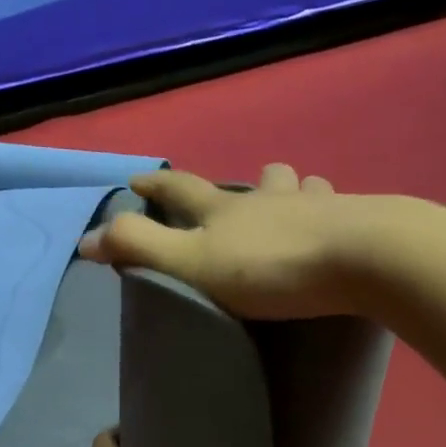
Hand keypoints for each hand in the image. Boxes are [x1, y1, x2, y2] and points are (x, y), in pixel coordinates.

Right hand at [78, 162, 365, 319]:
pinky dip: (330, 211)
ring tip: (290, 202)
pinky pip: (338, 207)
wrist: (360, 259)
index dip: (155, 182)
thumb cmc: (270, 267)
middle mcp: (269, 197)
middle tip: (236, 194)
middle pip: (251, 179)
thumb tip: (85, 239)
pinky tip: (336, 225)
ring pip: (298, 184)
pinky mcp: (354, 221)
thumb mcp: (192, 263)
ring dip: (288, 188)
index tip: (136, 180)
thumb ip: (140, 249)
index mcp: (225, 209)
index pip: (180, 186)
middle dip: (237, 182)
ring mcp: (315, 205)